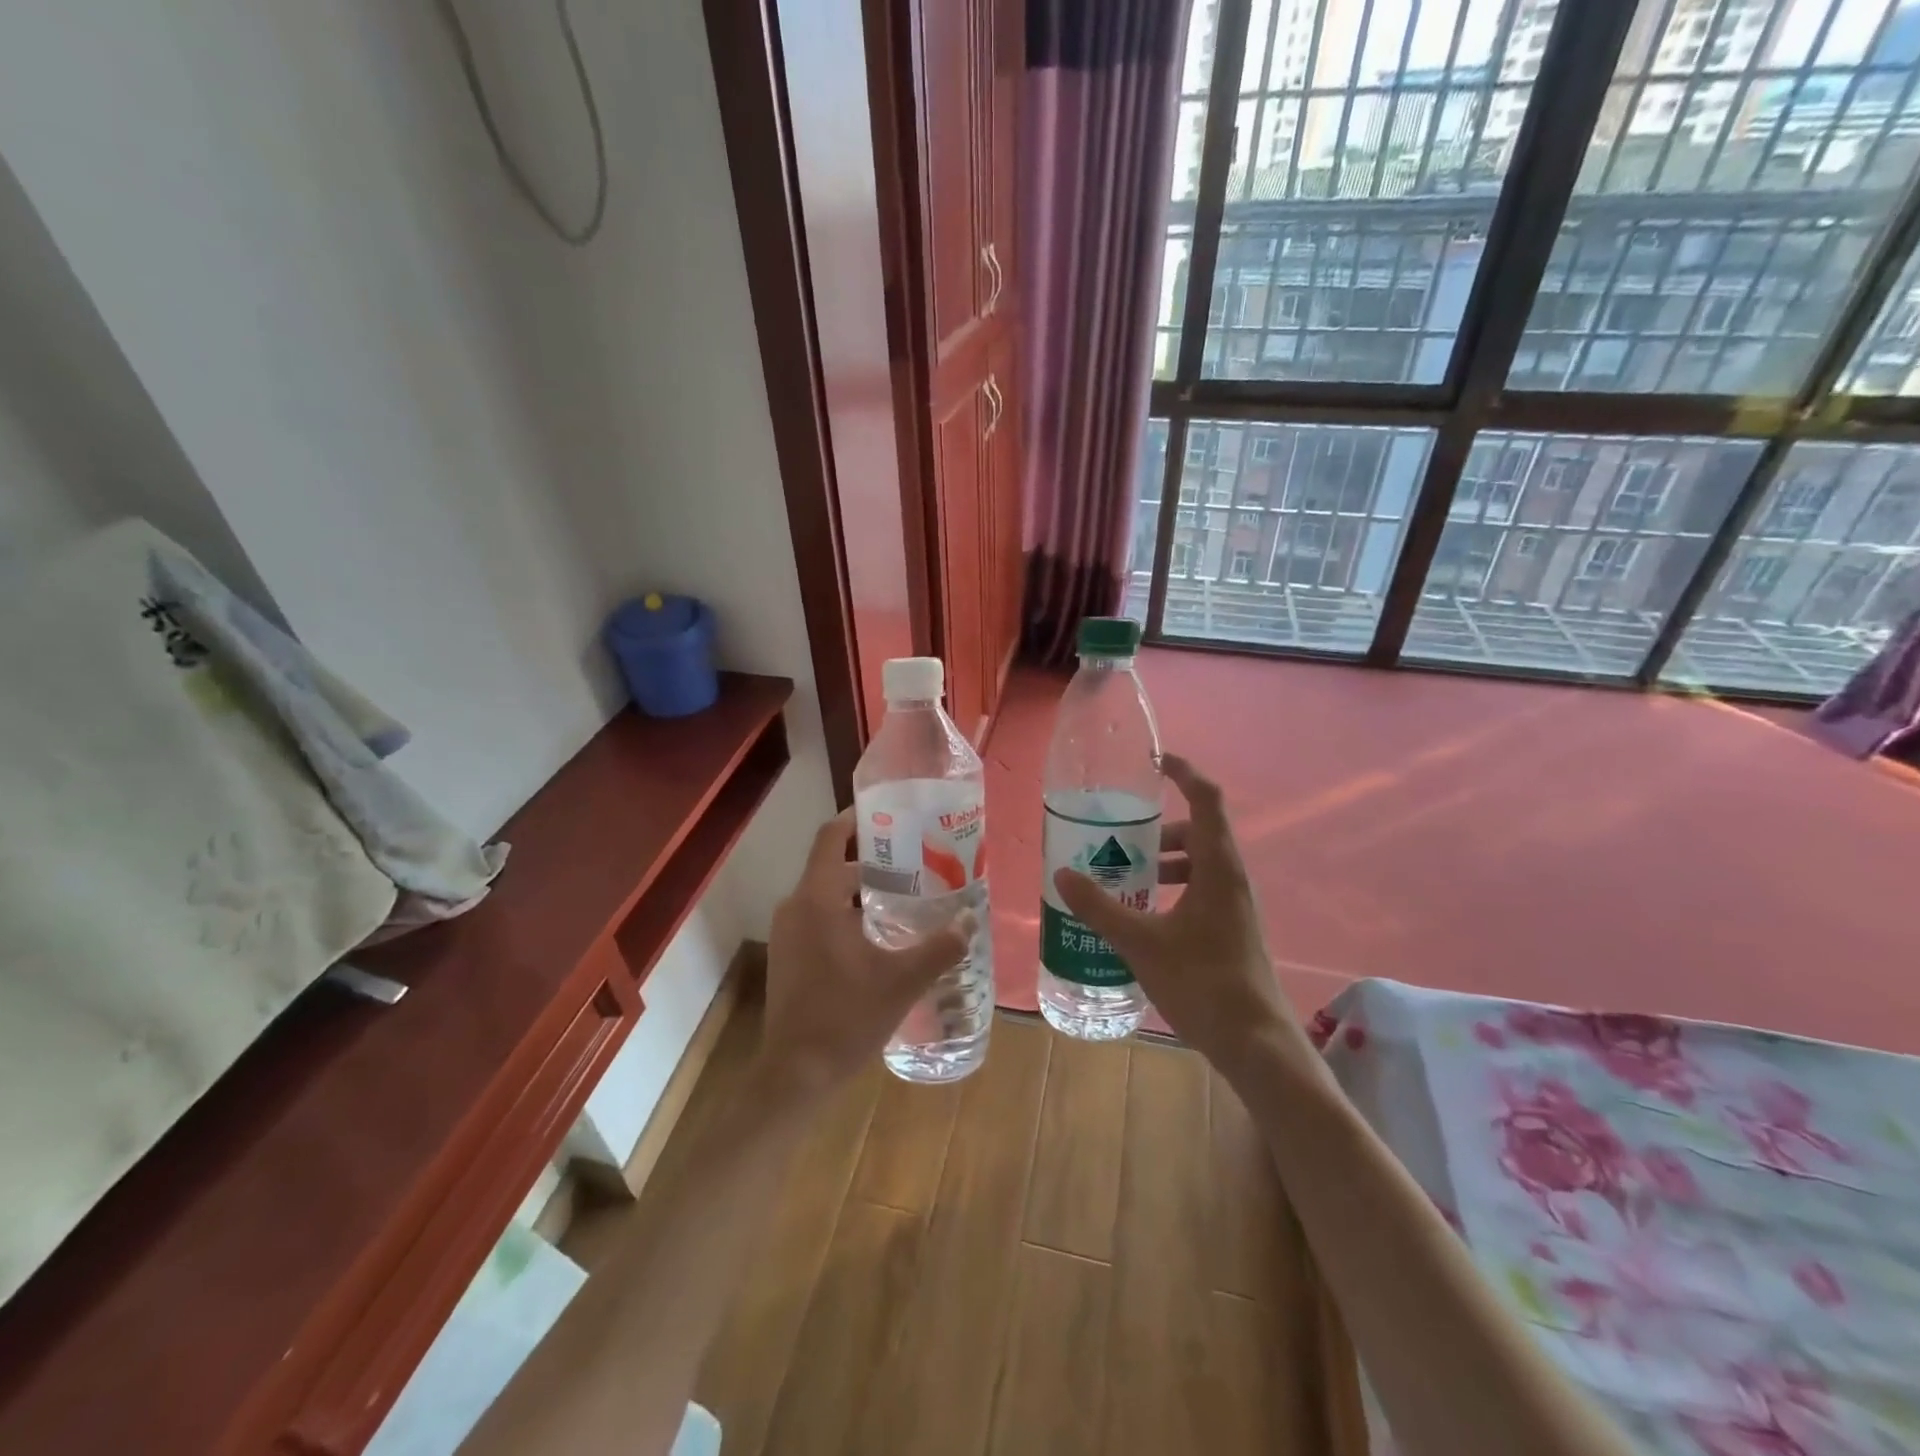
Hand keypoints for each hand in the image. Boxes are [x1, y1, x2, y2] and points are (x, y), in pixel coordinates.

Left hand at [760, 808, 973, 1101]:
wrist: (795, 1075)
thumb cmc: (845, 1018)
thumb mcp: (902, 981)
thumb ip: (940, 947)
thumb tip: (971, 919)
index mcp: (816, 900)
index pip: (830, 838)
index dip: (855, 819)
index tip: (888, 813)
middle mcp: (795, 908)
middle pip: (832, 866)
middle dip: (871, 860)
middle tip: (914, 860)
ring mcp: (787, 934)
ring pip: (825, 894)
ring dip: (860, 890)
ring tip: (905, 895)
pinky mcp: (788, 956)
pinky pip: (817, 917)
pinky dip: (846, 913)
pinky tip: (880, 935)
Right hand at [1053, 755, 1303, 1080]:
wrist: (1256, 1043)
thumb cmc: (1202, 983)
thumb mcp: (1141, 942)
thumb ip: (1100, 907)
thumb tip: (1063, 874)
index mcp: (1218, 867)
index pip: (1206, 799)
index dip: (1184, 772)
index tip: (1153, 762)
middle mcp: (1230, 878)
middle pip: (1197, 831)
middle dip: (1158, 828)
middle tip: (1118, 834)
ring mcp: (1233, 905)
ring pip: (1198, 863)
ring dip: (1162, 860)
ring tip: (1122, 874)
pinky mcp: (1230, 928)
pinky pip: (1198, 889)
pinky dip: (1171, 887)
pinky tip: (1141, 913)